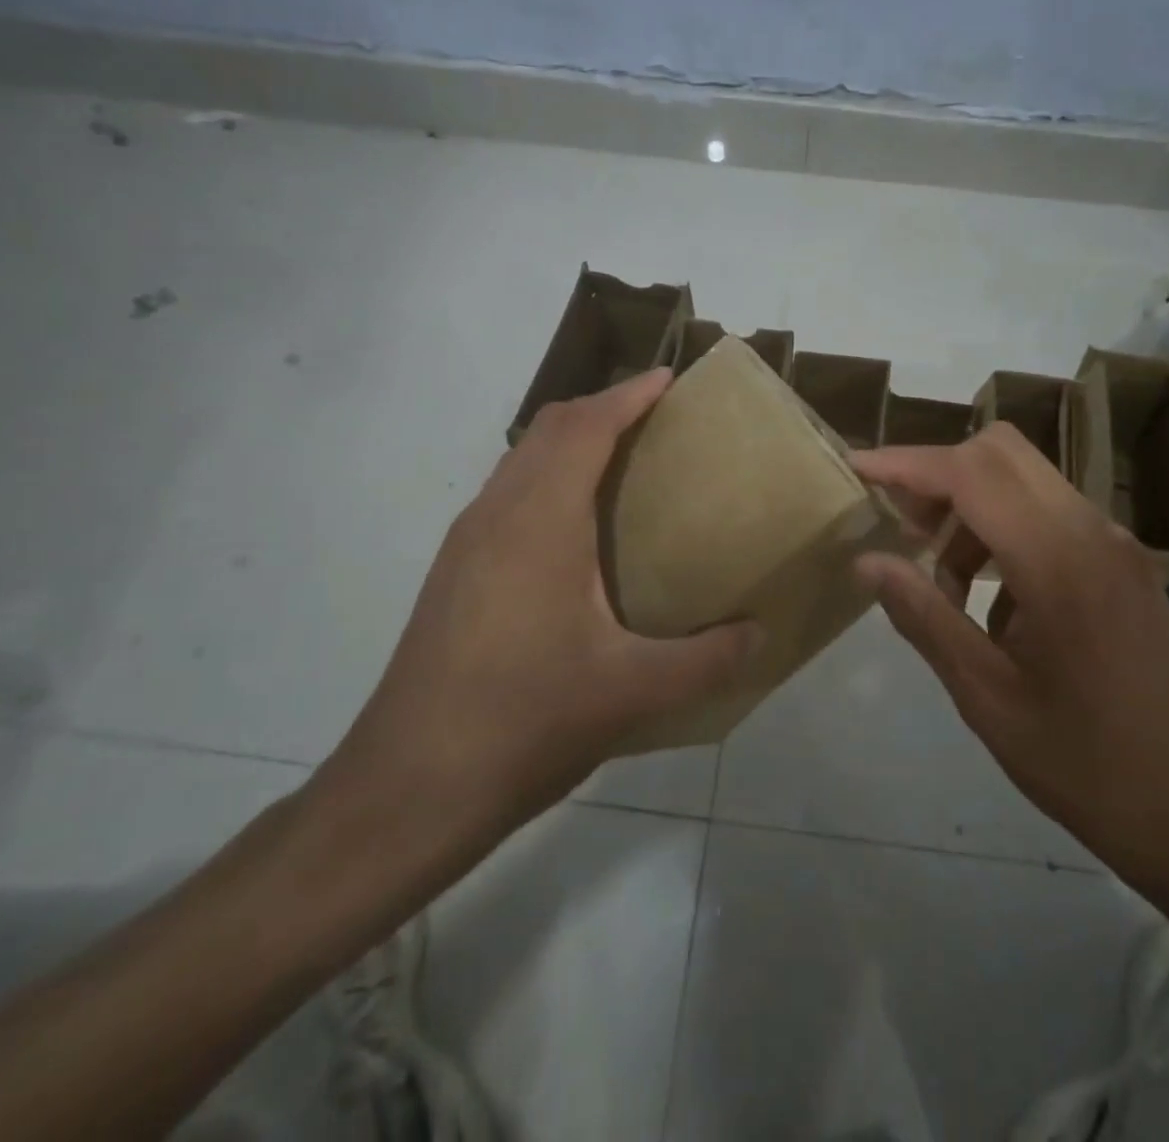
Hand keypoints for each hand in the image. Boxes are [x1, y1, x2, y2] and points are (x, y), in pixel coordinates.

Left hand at [316, 370, 758, 871]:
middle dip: (603, 408)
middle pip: (549, 429)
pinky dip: (549, 479)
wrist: (407, 789)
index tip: (671, 379)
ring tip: (626, 463)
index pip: (585, 426)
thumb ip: (707, 660)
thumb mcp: (631, 692)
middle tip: (659, 420)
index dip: (629, 395)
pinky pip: (508, 495)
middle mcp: (496, 515)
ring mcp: (466, 544)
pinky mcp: (454, 574)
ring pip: (522, 460)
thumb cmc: (523, 721)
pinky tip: (578, 531)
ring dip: (571, 443)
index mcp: (538, 521)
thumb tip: (761, 636)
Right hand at [852, 425, 1168, 894]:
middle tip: (901, 528)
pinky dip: (1004, 532)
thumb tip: (867, 561)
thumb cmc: (1080, 763)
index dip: (907, 464)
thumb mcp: (984, 695)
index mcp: (1058, 562)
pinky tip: (992, 603)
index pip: (970, 473)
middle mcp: (1092, 532)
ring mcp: (1115, 544)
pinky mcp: (1123, 563)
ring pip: (1024, 480)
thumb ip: (923, 615)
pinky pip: (1050, 514)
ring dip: (970, 509)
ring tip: (942, 585)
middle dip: (938, 474)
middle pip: (1001, 453)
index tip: (857, 469)